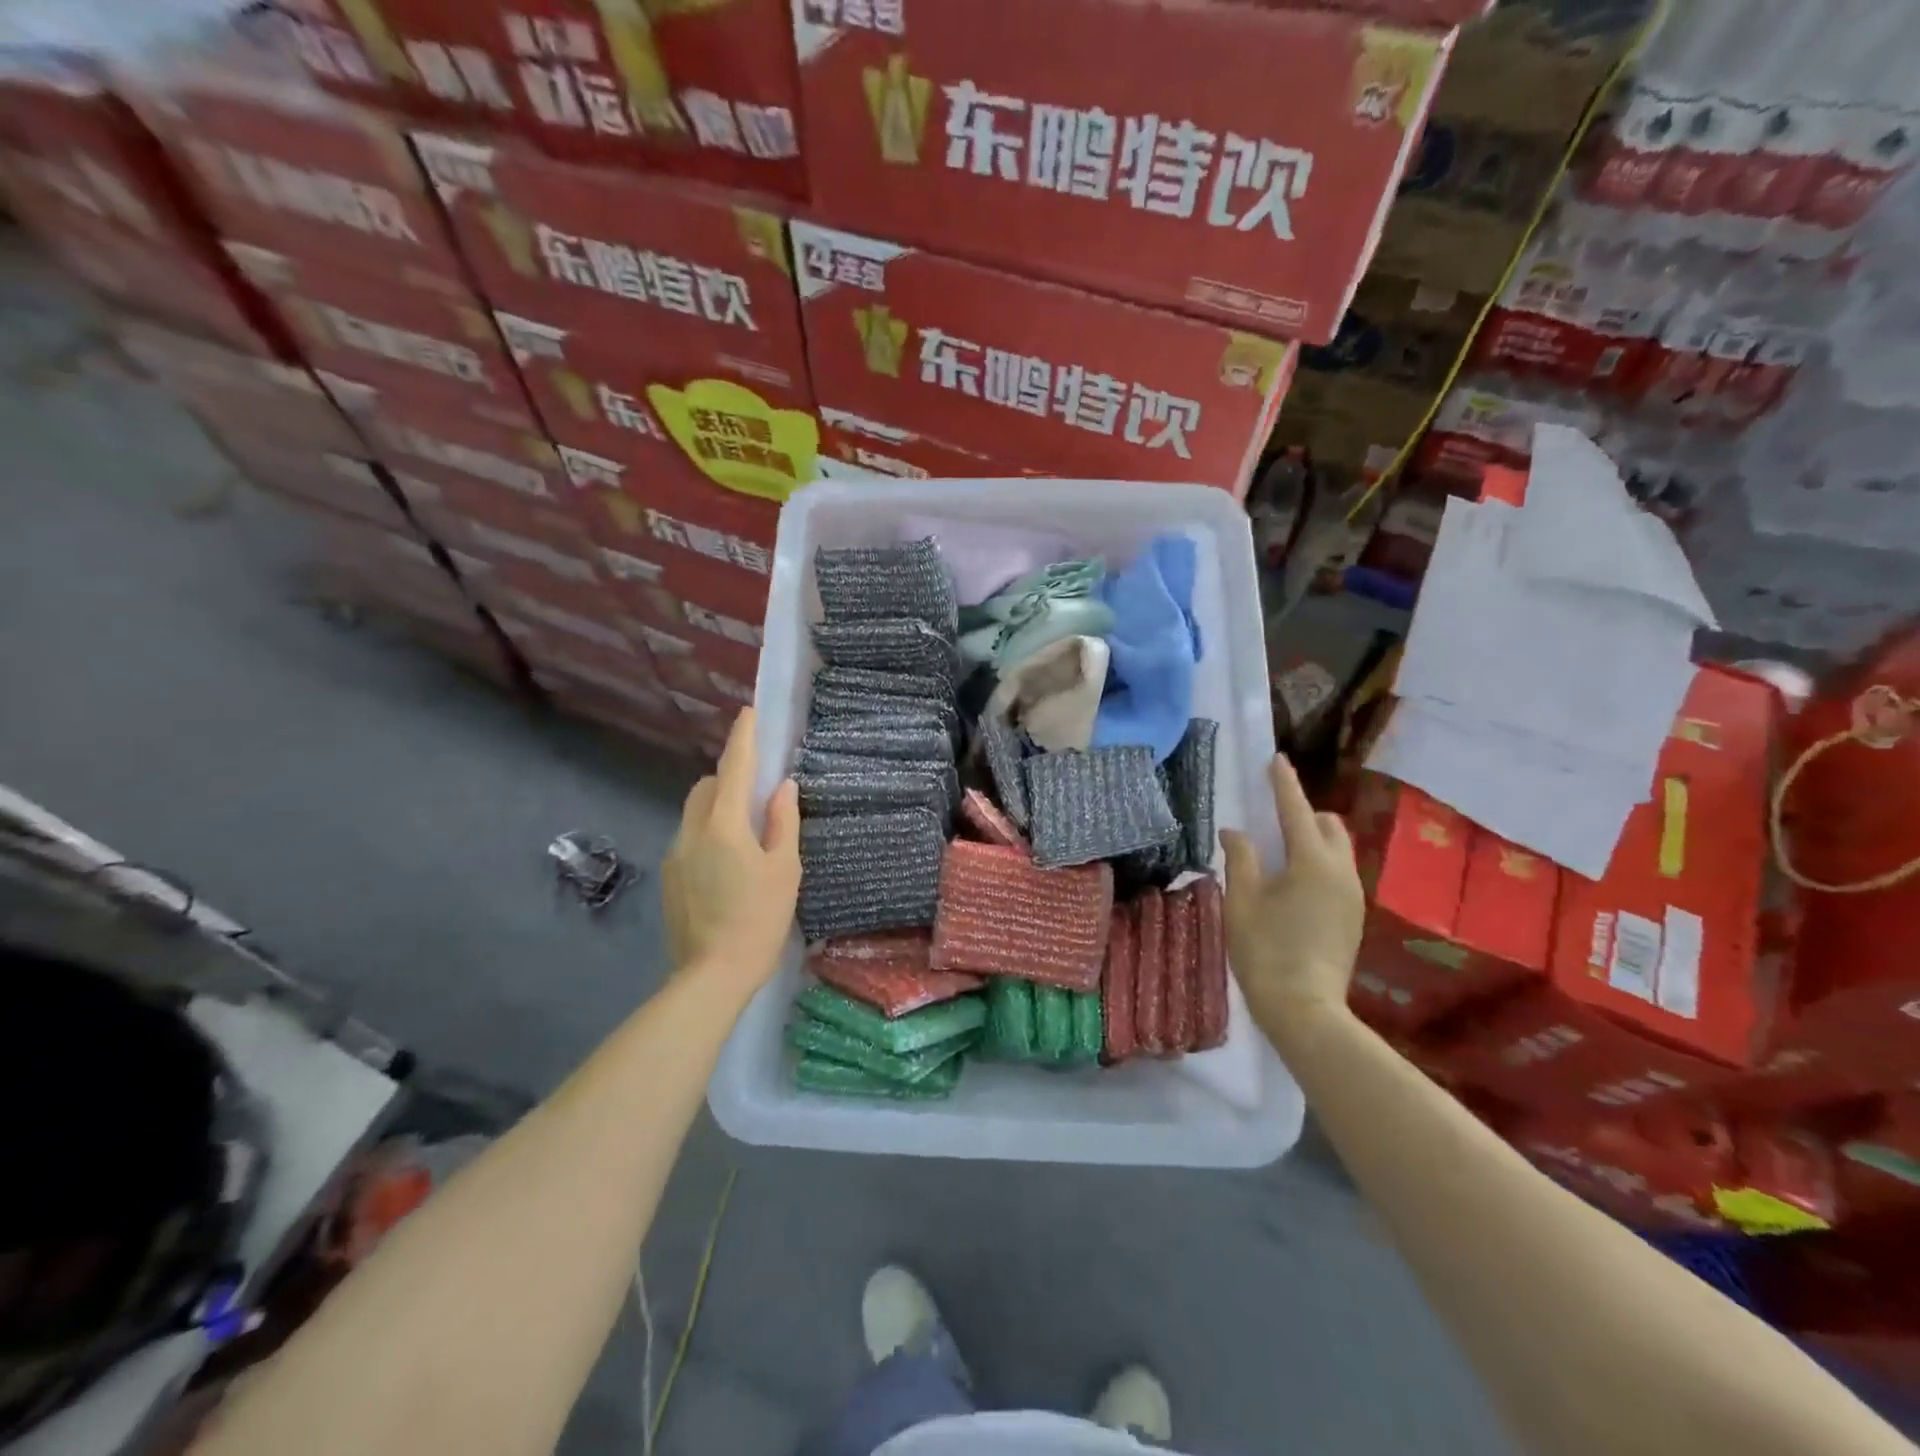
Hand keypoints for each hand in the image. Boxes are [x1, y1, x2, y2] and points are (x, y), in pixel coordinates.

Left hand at [661, 708, 800, 993]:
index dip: (743, 738)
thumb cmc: (758, 920)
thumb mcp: (784, 870)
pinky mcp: (670, 878)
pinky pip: (690, 838)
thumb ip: (783, 823)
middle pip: (706, 787)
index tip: (748, 712)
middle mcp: (691, 831)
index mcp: (723, 825)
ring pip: (695, 813)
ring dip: (718, 807)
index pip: (734, 768)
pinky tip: (728, 866)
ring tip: (746, 834)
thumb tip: (782, 787)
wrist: (710, 976)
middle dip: (729, 777)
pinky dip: (709, 834)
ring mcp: (676, 855)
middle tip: (758, 792)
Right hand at [1220, 755, 1364, 1036]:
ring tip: (1280, 852)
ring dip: (1312, 839)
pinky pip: (1338, 873)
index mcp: (1312, 862)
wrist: (1305, 1009)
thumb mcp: (1242, 901)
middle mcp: (1341, 872)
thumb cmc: (1265, 950)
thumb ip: (1241, 859)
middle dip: (1304, 813)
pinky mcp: (1353, 917)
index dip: (1284, 783)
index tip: (1276, 759)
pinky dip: (1318, 863)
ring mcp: (1353, 896)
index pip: (1296, 810)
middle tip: (1272, 817)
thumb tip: (1235, 832)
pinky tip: (1293, 884)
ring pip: (1338, 850)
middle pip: (1328, 826)